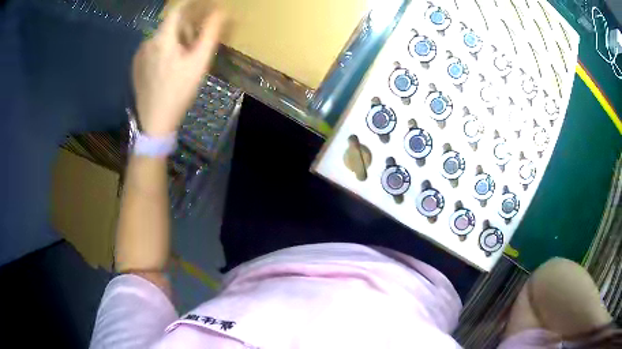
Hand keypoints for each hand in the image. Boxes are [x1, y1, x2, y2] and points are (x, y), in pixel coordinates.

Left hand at [132, 0, 224, 136]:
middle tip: (195, 41)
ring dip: (173, 39)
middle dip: (184, 27)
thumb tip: (220, 11)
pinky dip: (162, 49)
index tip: (201, 5)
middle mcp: (148, 41)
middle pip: (169, 25)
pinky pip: (152, 49)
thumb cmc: (179, 91)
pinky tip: (167, 66)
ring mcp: (139, 54)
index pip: (176, 10)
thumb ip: (209, 33)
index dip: (190, 4)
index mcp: (162, 38)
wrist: (155, 120)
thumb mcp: (199, 62)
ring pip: (160, 37)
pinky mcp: (135, 66)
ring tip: (181, 58)